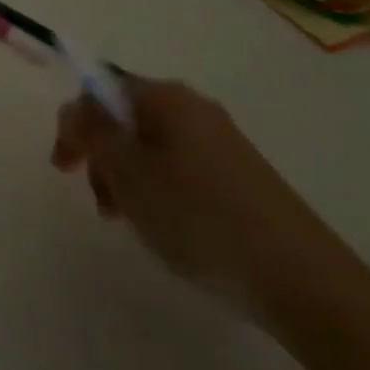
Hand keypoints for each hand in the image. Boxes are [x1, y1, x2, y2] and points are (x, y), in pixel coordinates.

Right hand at [52, 75, 365, 319]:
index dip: (76, 123)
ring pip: (151, 147)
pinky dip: (161, 193)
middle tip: (103, 206)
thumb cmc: (201, 218)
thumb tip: (77, 107)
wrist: (304, 281)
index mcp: (165, 96)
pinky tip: (171, 231)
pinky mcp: (240, 175)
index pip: (100, 88)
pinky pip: (181, 169)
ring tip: (135, 226)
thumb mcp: (131, 175)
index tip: (64, 168)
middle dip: (103, 156)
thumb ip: (93, 133)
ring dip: (129, 179)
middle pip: (126, 117)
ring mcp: (220, 141)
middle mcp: (192, 106)